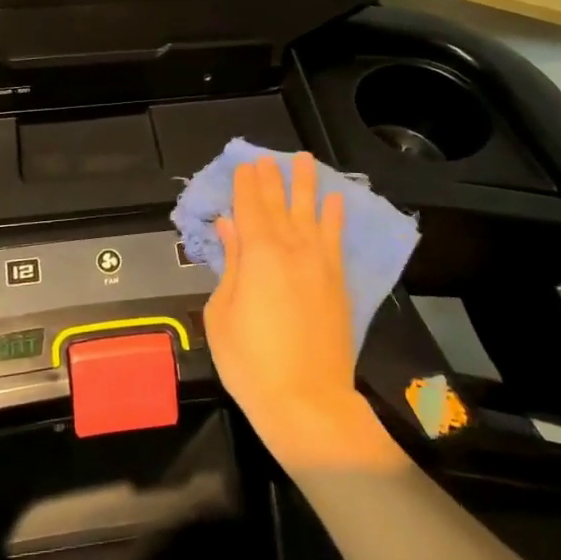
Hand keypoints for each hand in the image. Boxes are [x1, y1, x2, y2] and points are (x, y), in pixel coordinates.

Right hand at [203, 153, 402, 474]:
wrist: (307, 402)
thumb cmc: (250, 361)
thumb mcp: (222, 312)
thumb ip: (230, 264)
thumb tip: (228, 226)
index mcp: (258, 254)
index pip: (250, 209)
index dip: (246, 185)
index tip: (245, 165)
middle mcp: (292, 249)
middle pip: (279, 205)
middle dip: (272, 179)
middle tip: (267, 157)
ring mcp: (320, 265)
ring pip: (311, 213)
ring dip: (306, 185)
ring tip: (305, 160)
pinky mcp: (338, 283)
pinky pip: (336, 240)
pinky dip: (335, 217)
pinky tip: (334, 201)